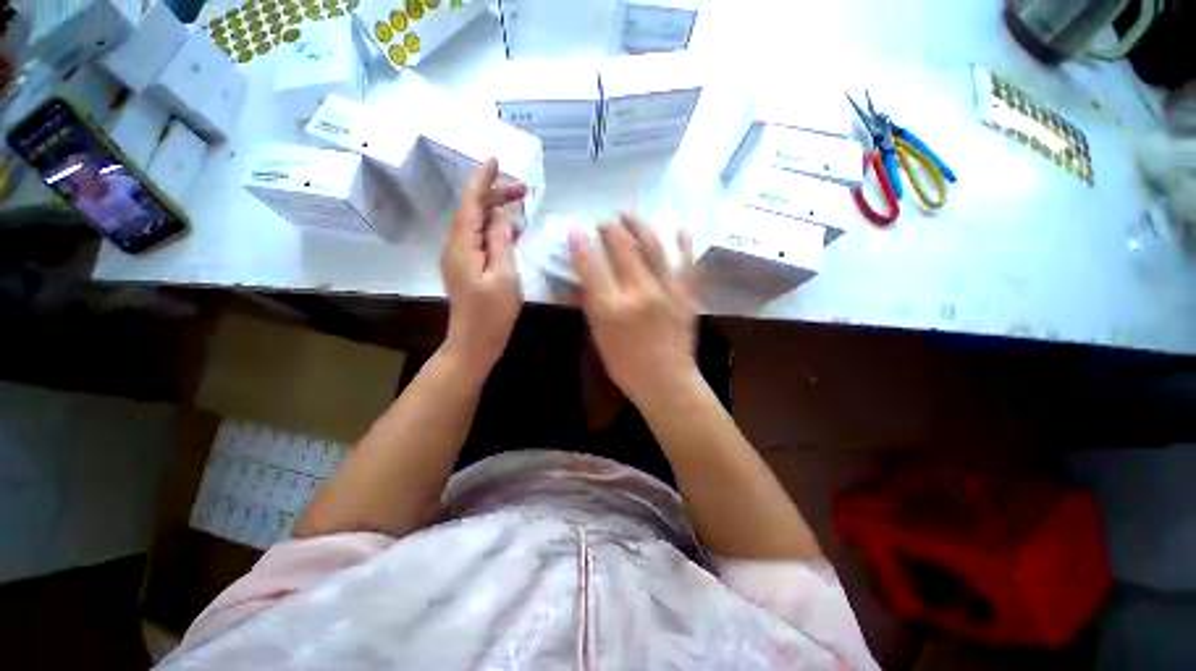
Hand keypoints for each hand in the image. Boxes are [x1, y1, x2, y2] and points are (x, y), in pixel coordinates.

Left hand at [441, 158, 524, 378]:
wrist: (474, 344)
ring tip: (519, 204)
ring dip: (495, 212)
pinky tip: (509, 231)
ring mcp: (459, 259)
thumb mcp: (504, 276)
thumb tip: (501, 215)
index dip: (482, 180)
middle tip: (523, 190)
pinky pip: (479, 240)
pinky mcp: (467, 269)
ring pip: (476, 225)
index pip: (471, 204)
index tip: (495, 160)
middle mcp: (455, 247)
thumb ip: (501, 242)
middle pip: (472, 212)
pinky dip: (494, 230)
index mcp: (462, 246)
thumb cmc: (492, 314)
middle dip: (495, 196)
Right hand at [570, 214, 698, 406]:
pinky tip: (680, 229)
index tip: (574, 230)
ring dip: (639, 226)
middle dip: (609, 230)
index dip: (580, 244)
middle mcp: (639, 293)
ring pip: (653, 247)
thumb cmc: (626, 366)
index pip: (591, 266)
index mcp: (612, 308)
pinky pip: (686, 264)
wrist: (667, 382)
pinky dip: (683, 245)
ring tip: (629, 215)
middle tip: (602, 222)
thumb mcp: (599, 338)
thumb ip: (590, 306)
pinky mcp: (687, 294)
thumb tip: (581, 280)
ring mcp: (667, 291)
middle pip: (622, 248)